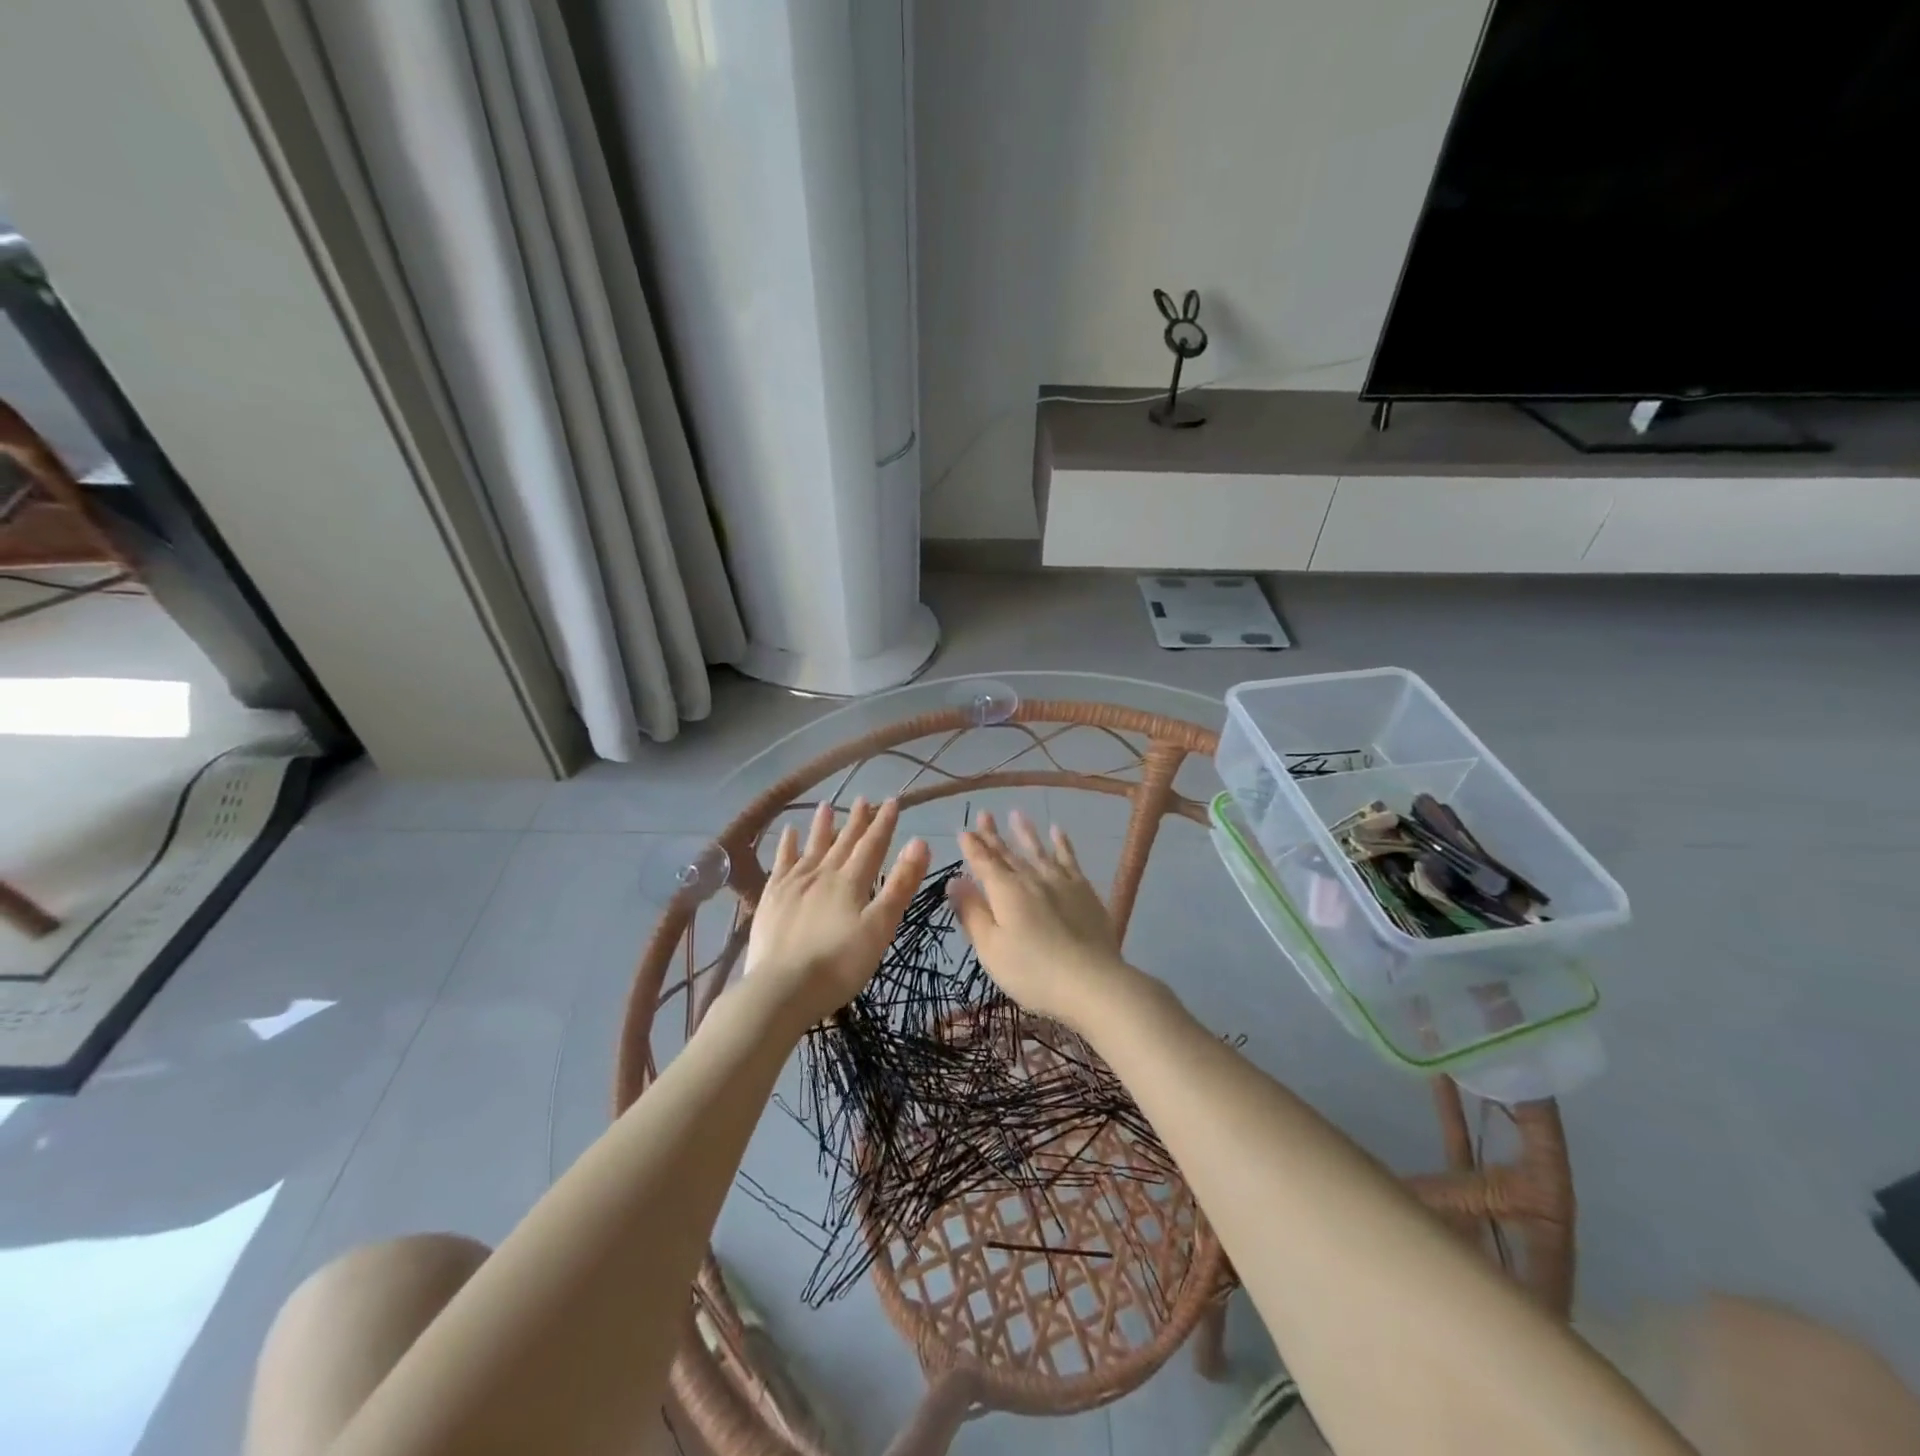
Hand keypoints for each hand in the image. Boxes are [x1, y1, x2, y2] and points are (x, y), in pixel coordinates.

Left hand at [744, 798, 929, 1032]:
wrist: (781, 989)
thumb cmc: (839, 965)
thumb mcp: (880, 928)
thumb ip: (900, 885)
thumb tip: (920, 841)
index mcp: (851, 882)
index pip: (872, 845)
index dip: (884, 824)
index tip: (892, 802)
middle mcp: (822, 874)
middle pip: (844, 842)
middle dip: (857, 821)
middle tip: (864, 799)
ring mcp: (793, 884)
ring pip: (812, 847)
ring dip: (822, 826)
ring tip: (828, 806)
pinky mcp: (771, 898)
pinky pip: (781, 863)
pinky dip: (786, 845)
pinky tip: (788, 833)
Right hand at [950, 810, 1145, 1032]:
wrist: (1091, 981)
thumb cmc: (1032, 971)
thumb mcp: (991, 948)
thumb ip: (972, 912)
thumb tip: (954, 880)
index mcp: (1004, 891)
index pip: (983, 862)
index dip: (972, 846)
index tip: (963, 830)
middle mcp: (1030, 878)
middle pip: (1008, 853)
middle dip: (993, 834)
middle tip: (984, 813)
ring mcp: (1060, 881)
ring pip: (1038, 850)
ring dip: (1025, 832)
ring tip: (1016, 813)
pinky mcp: (1083, 890)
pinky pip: (1069, 858)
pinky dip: (1062, 843)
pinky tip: (1058, 831)